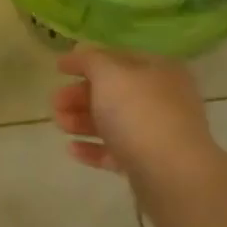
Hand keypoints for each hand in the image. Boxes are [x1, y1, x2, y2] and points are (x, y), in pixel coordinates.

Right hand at [53, 47, 216, 176]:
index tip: (58, 69)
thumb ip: (90, 59)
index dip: (87, 61)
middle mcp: (163, 98)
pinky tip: (72, 149)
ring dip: (83, 121)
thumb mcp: (109, 74)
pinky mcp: (150, 164)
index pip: (118, 58)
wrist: (171, 174)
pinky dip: (94, 148)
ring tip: (59, 125)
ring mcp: (159, 133)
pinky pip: (117, 151)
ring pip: (114, 122)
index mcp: (159, 70)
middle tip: (55, 103)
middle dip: (80, 95)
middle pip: (114, 92)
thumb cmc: (139, 113)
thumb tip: (79, 52)